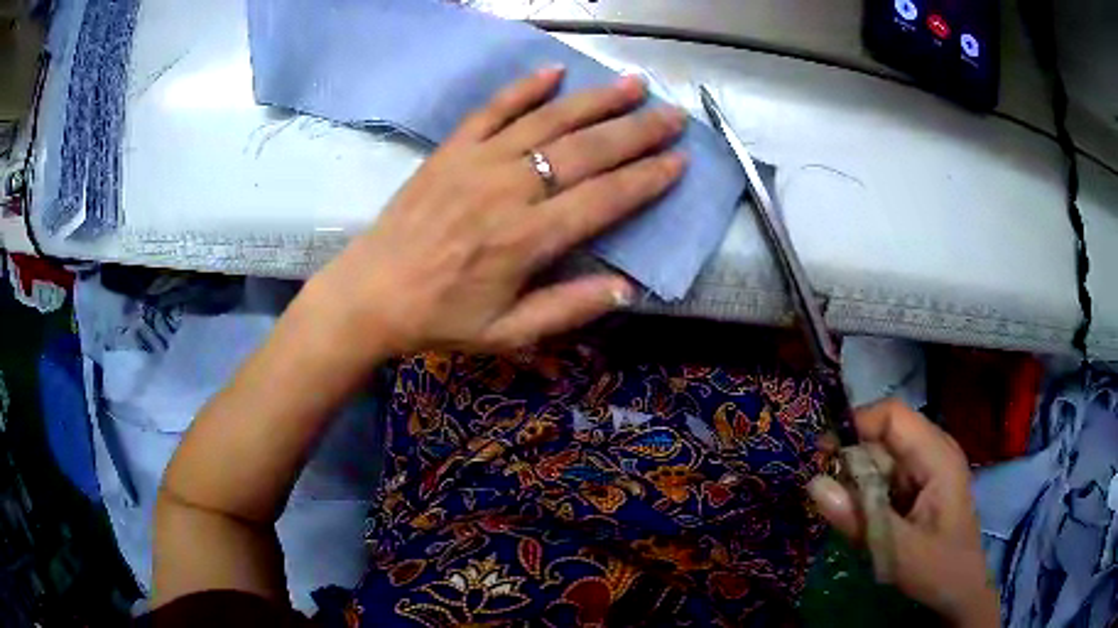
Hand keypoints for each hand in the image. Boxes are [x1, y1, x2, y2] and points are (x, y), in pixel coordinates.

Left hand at [305, 66, 685, 358]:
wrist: (371, 293)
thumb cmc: (441, 318)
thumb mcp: (508, 333)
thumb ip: (569, 308)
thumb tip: (628, 288)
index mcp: (529, 239)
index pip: (605, 198)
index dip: (647, 179)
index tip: (680, 161)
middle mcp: (510, 190)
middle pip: (587, 151)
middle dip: (638, 131)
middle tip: (674, 115)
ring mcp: (478, 162)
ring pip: (549, 121)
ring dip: (596, 100)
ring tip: (633, 84)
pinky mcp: (452, 150)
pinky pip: (493, 110)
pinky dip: (525, 89)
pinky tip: (554, 72)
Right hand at [807, 399, 998, 627]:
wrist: (960, 590)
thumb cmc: (938, 569)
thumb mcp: (897, 551)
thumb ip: (858, 519)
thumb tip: (813, 483)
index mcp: (937, 456)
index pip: (892, 416)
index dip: (856, 425)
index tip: (821, 456)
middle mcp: (933, 451)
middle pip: (883, 436)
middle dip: (853, 461)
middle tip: (829, 497)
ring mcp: (927, 467)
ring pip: (881, 457)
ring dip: (858, 482)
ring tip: (847, 516)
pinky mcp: (919, 484)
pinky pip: (885, 476)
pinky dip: (867, 494)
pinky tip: (863, 520)